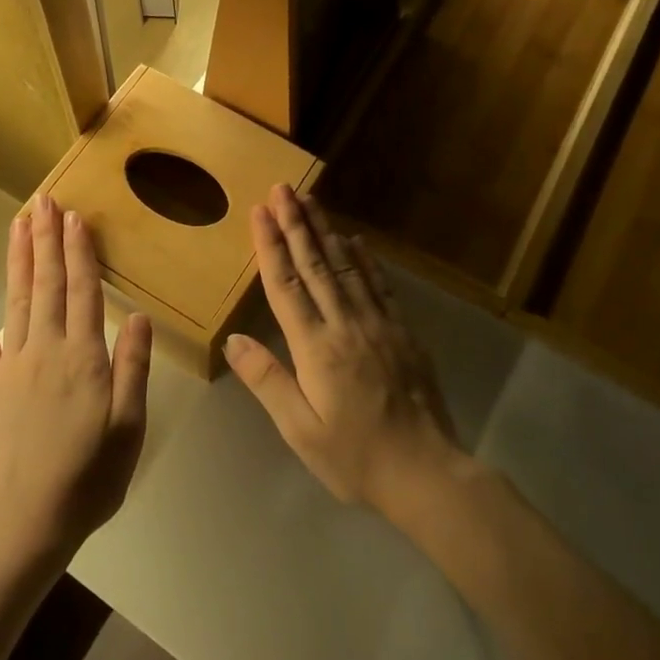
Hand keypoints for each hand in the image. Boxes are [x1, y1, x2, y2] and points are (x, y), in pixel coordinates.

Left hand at [0, 194, 151, 566]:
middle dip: (46, 240)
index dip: (79, 252)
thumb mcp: (129, 426)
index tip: (74, 217)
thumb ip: (133, 368)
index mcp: (84, 358)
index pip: (83, 292)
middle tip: (44, 201)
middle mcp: (45, 350)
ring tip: (19, 223)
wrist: (28, 520)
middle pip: (46, 285)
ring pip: (16, 301)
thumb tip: (137, 316)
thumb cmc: (90, 476)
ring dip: (18, 259)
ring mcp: (11, 367)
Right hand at [225, 185, 462, 520]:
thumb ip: (267, 380)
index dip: (271, 245)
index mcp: (316, 348)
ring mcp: (378, 324)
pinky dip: (365, 259)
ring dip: (326, 230)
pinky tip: (356, 240)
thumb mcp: (300, 430)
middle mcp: (345, 325)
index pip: (286, 285)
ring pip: (347, 267)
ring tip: (311, 200)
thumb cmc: (355, 457)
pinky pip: (380, 285)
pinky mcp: (402, 332)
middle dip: (296, 223)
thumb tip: (234, 339)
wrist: (426, 472)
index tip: (260, 211)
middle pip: (316, 265)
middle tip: (284, 188)